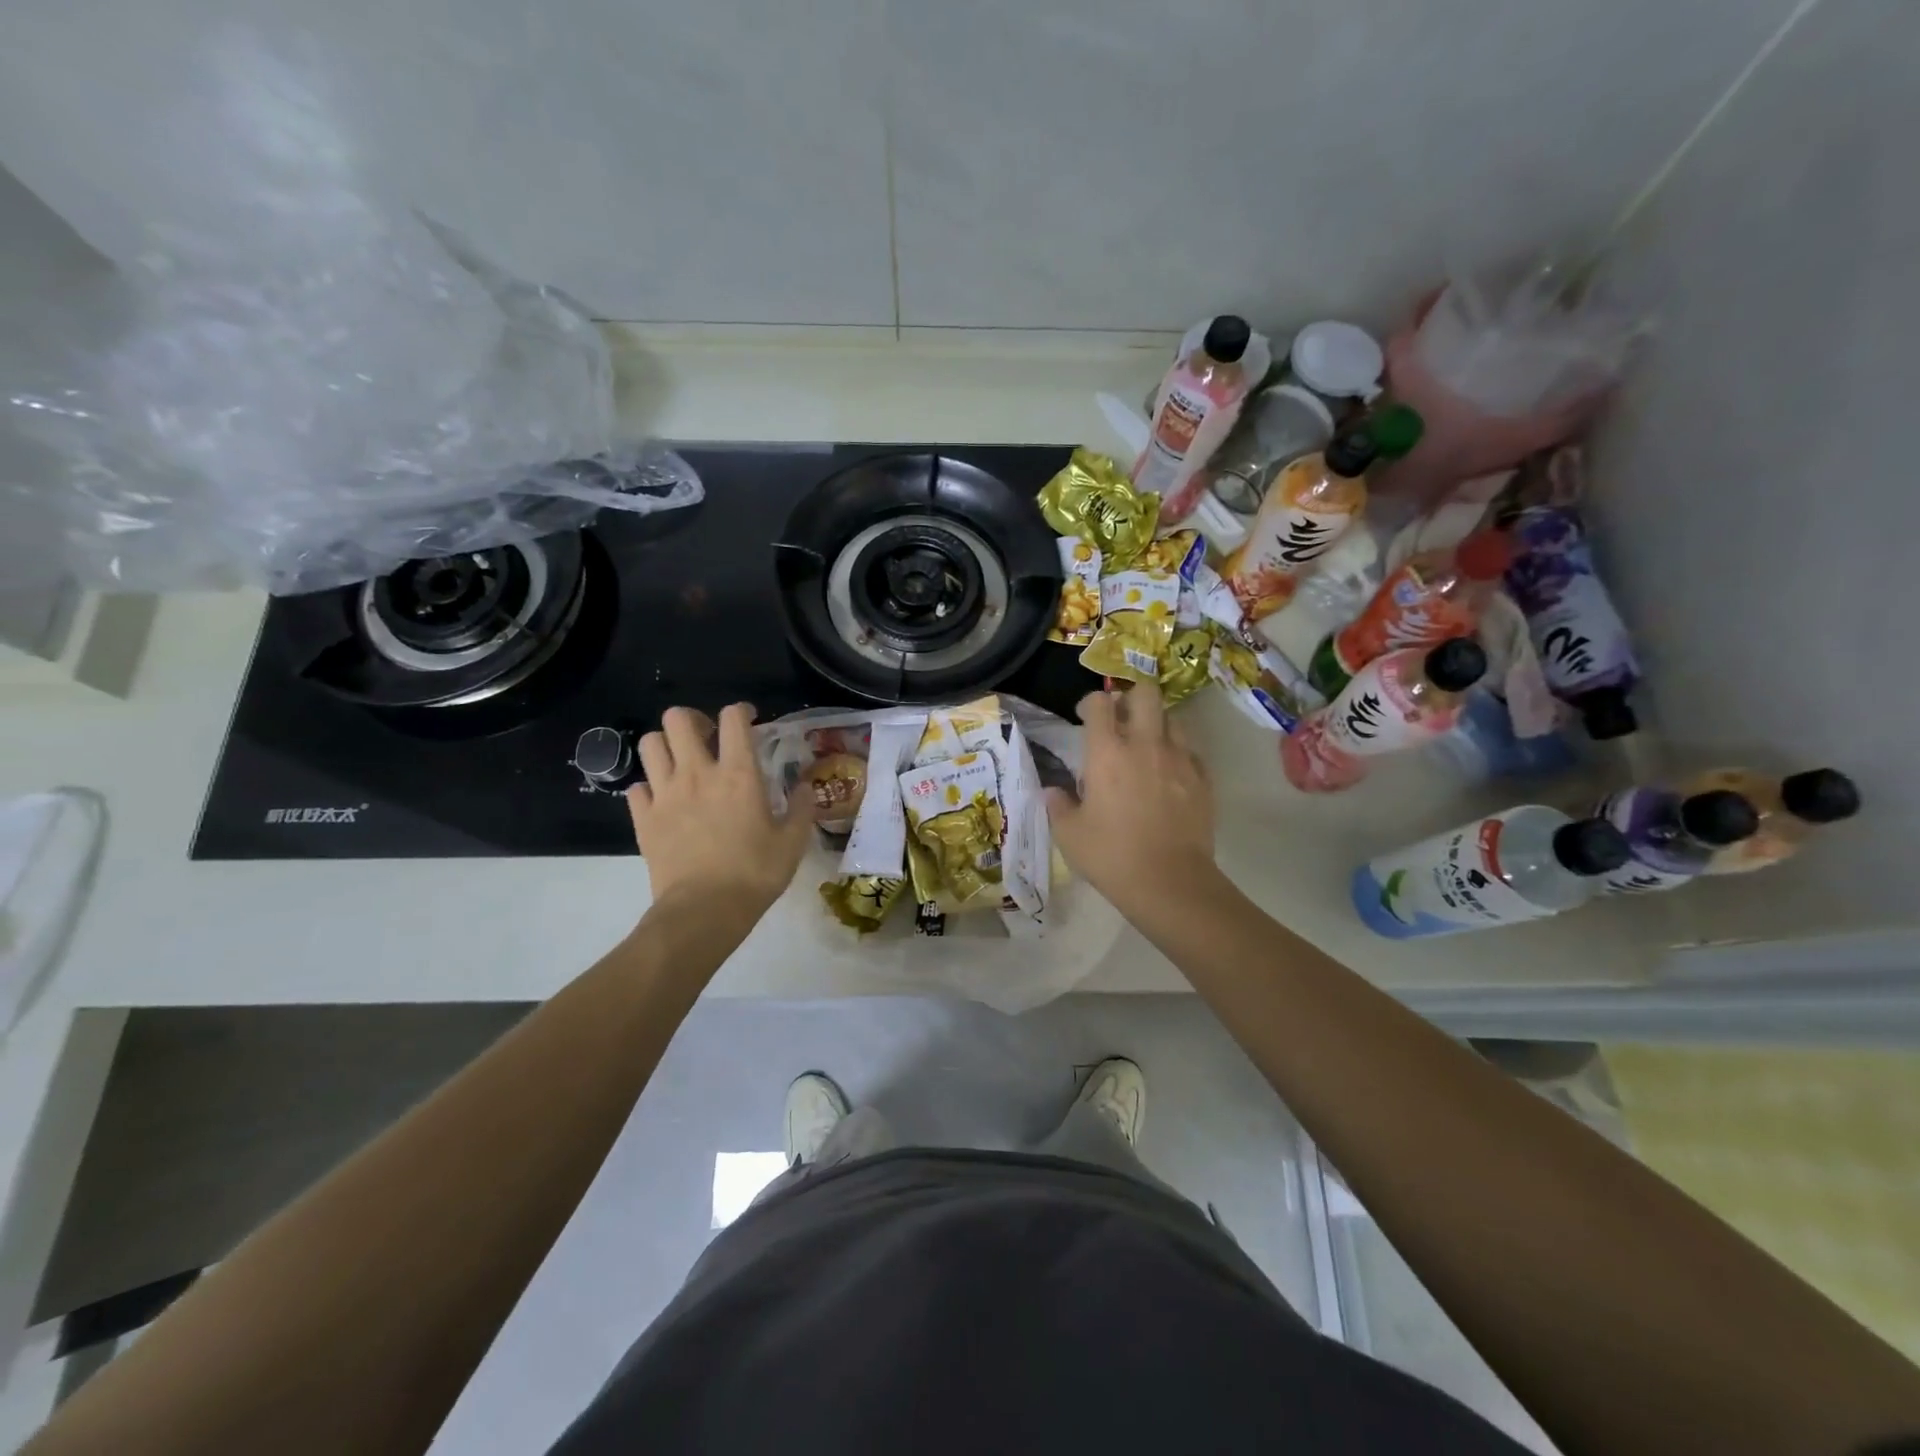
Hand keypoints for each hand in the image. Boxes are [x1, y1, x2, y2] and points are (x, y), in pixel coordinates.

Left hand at [626, 704, 812, 911]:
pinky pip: (637, 787)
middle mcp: (697, 773)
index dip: (741, 711)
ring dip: (666, 747)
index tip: (749, 721)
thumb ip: (801, 808)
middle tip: (707, 739)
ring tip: (681, 764)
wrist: (704, 911)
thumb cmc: (755, 874)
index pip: (733, 718)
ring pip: (650, 744)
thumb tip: (805, 786)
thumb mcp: (792, 842)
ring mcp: (665, 794)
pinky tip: (664, 802)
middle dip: (693, 720)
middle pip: (678, 719)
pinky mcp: (643, 818)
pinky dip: (649, 788)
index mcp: (738, 773)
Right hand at [1045, 685, 1216, 912]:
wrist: (1170, 882)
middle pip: (1146, 693)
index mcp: (1106, 752)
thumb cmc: (1111, 856)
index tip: (1085, 716)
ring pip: (1173, 718)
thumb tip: (1052, 792)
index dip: (1091, 702)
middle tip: (1122, 719)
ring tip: (1148, 746)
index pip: (1100, 703)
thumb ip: (1058, 805)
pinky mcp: (1203, 778)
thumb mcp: (1069, 835)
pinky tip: (1170, 774)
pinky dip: (1179, 754)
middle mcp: (1145, 744)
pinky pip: (1192, 751)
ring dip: (1158, 724)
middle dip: (1132, 697)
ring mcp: (1180, 759)